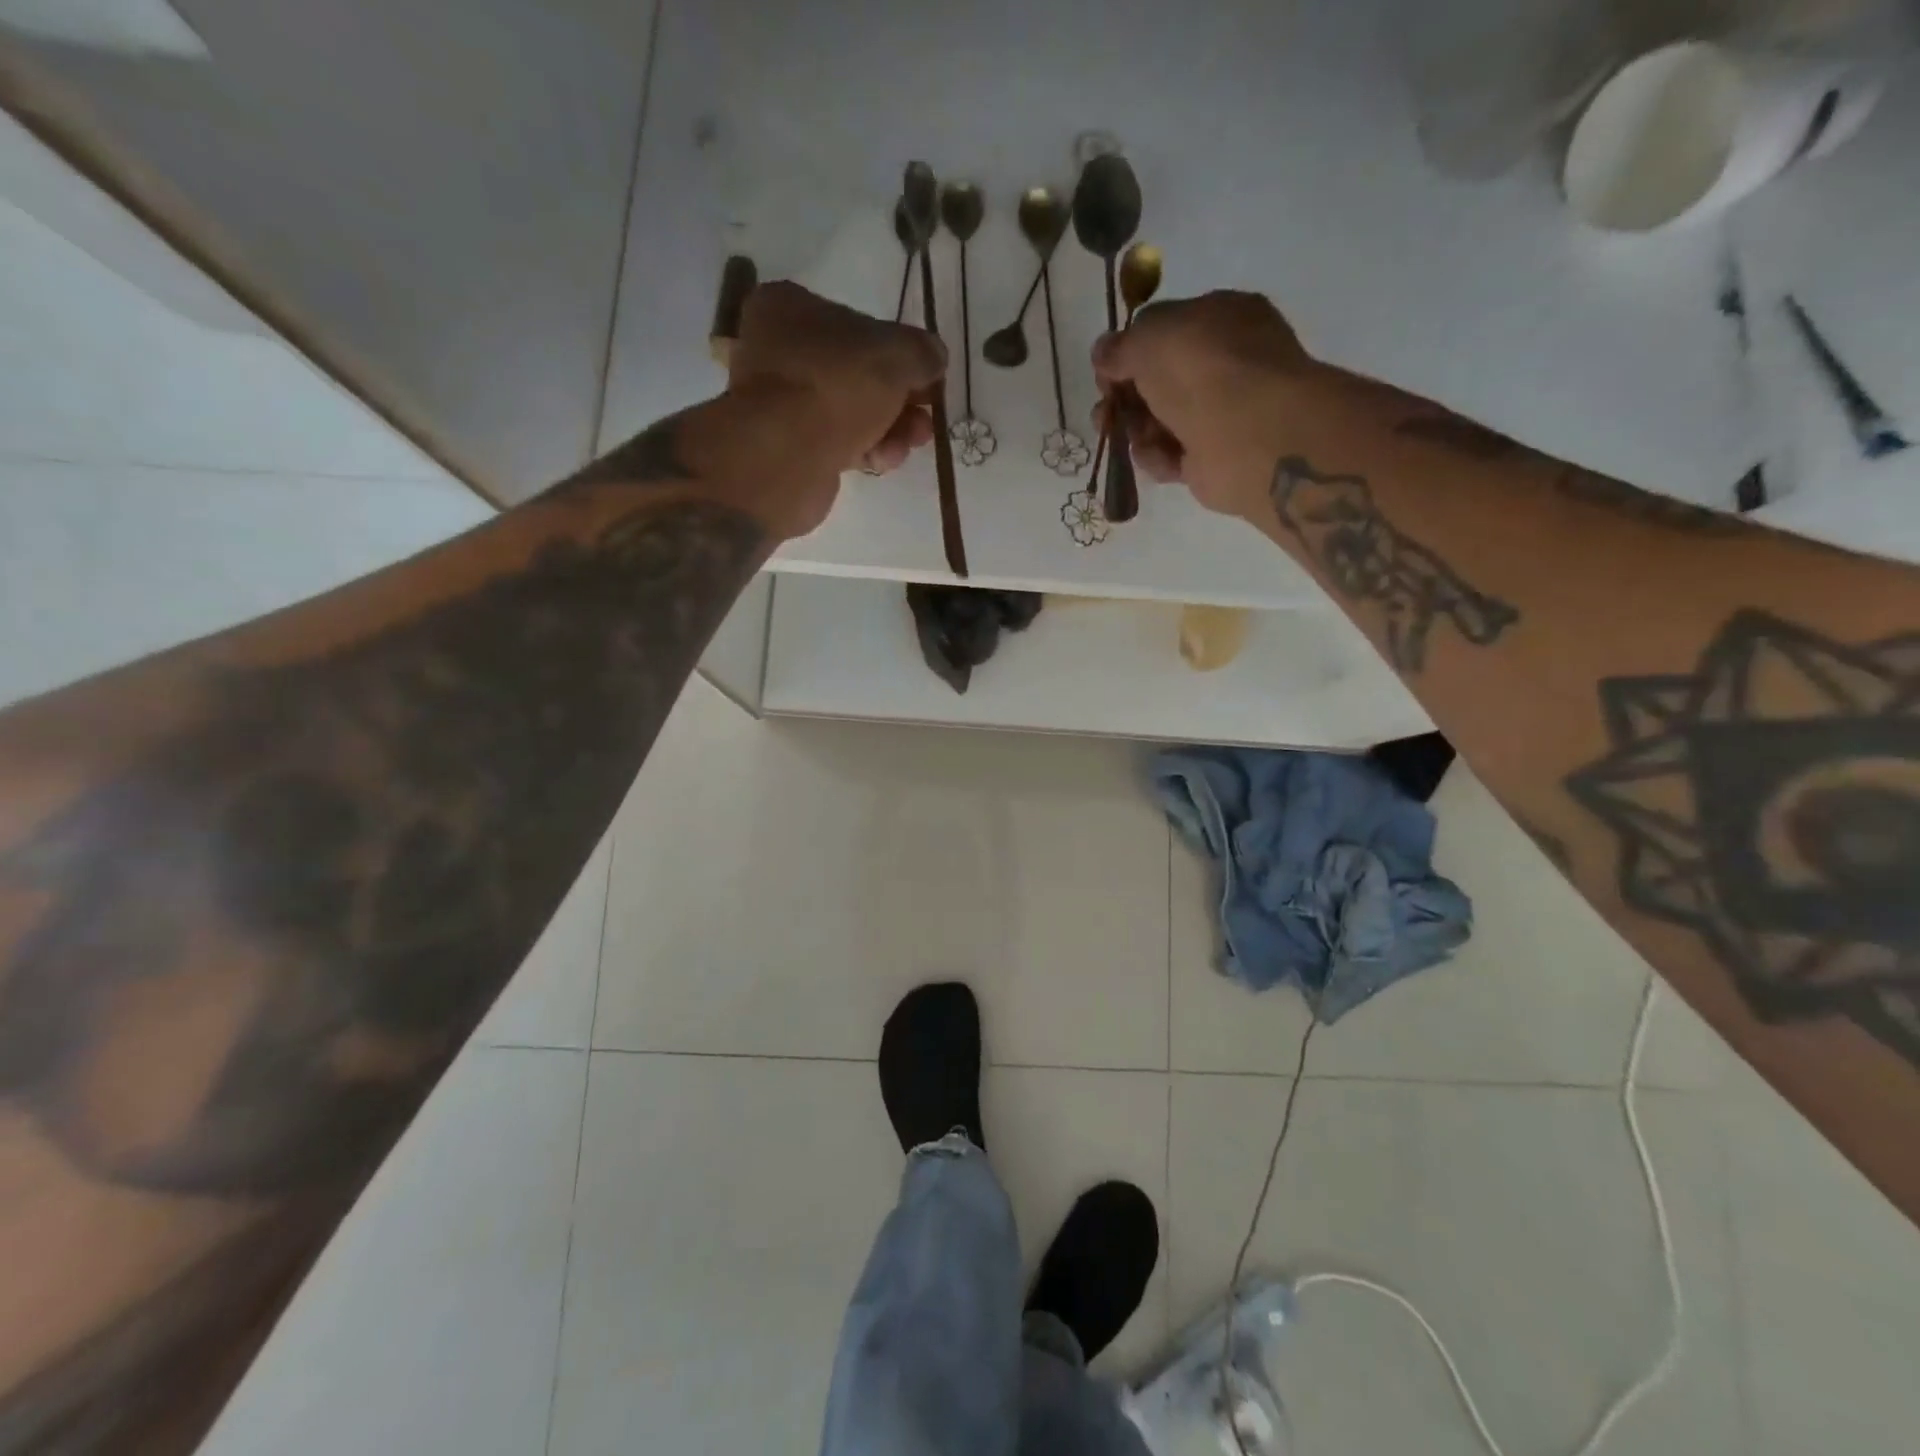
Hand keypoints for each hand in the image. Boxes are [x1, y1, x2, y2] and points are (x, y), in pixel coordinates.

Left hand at [720, 282, 945, 534]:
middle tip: (927, 416)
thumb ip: (921, 352)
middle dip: (900, 398)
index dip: (897, 351)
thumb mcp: (897, 355)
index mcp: (789, 308)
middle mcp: (778, 350)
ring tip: (914, 441)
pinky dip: (865, 450)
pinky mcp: (788, 447)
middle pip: (856, 373)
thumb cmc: (837, 385)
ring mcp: (781, 402)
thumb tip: (934, 357)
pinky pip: (836, 443)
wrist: (785, 456)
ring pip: (850, 411)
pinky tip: (884, 460)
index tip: (926, 376)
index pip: (855, 323)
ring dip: (890, 427)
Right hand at [1092, 291, 1317, 520]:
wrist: (1248, 435)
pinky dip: (1157, 457)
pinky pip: (1170, 456)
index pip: (1165, 329)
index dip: (1130, 350)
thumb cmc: (1201, 370)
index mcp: (1219, 318)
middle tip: (1105, 412)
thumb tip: (1102, 352)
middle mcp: (1224, 363)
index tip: (1105, 371)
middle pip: (1158, 380)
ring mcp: (1220, 412)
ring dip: (1134, 430)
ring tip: (1126, 436)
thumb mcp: (1150, 337)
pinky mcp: (1212, 458)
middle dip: (1124, 397)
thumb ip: (1121, 345)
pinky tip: (1158, 456)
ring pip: (1159, 420)